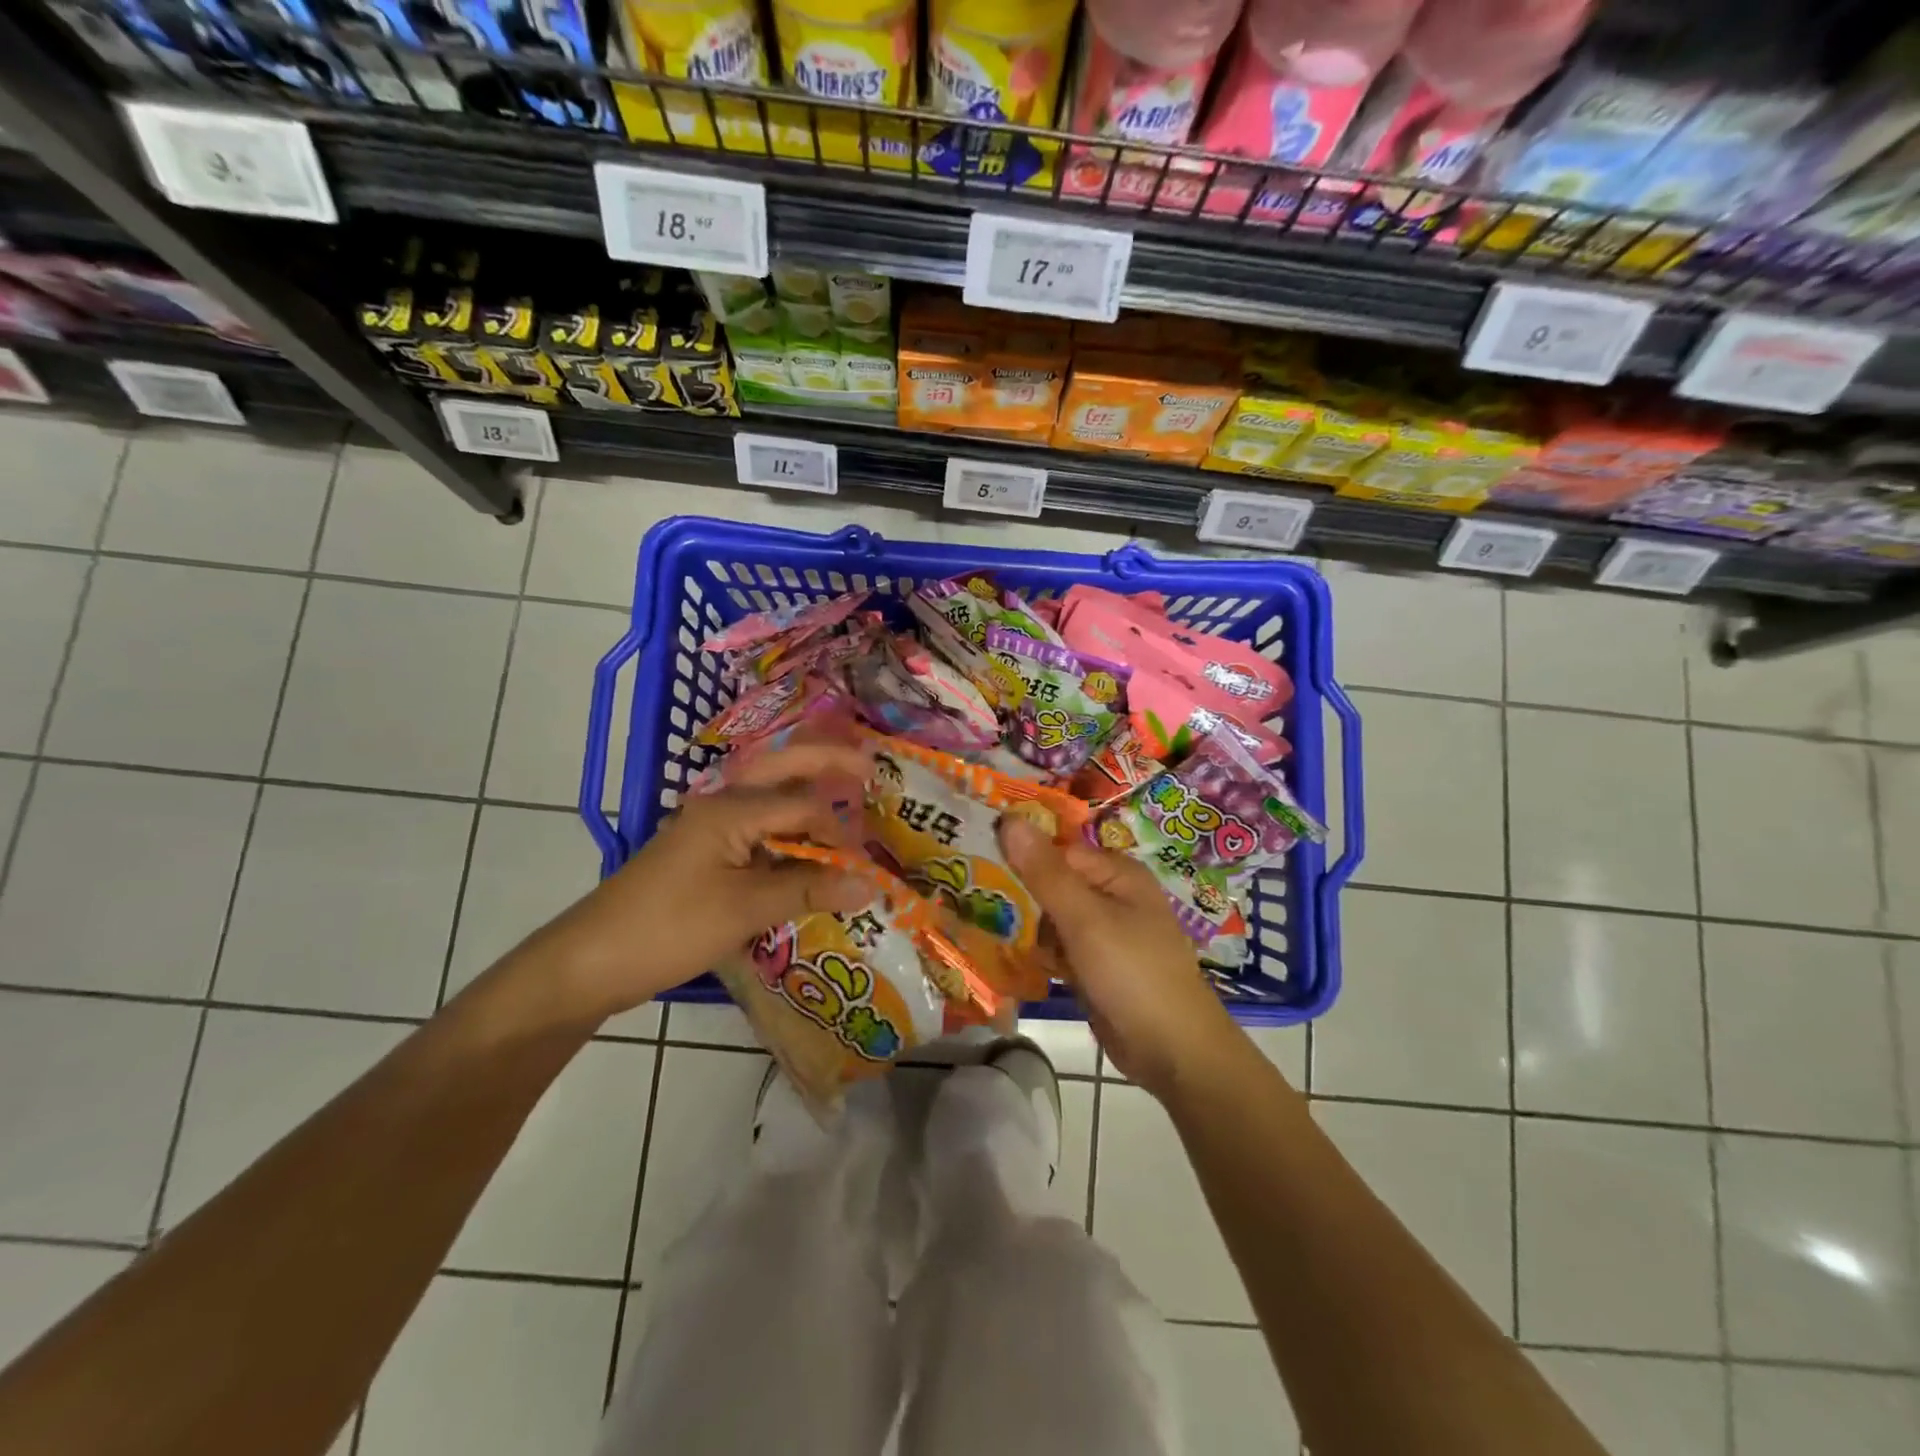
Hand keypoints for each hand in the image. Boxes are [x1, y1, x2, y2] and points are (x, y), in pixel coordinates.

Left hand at [533, 744, 872, 1024]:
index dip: (839, 833)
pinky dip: (786, 836)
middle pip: (782, 770)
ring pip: (769, 800)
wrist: (592, 961)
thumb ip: (807, 890)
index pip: (803, 806)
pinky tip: (805, 853)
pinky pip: (757, 833)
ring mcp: (711, 830)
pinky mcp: (705, 855)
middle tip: (868, 765)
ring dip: (806, 797)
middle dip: (825, 763)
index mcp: (730, 809)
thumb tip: (870, 884)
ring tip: (846, 796)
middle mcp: (722, 806)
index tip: (865, 865)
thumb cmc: (669, 928)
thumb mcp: (744, 910)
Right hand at [1000, 817, 1242, 1100]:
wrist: (1172, 1052)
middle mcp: (1111, 896)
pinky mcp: (1093, 965)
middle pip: (1051, 882)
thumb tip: (1009, 819)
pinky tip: (1004, 955)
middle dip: (1016, 892)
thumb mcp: (1085, 918)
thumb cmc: (1132, 973)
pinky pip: (1057, 947)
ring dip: (1022, 925)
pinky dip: (1036, 952)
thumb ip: (1045, 872)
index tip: (973, 860)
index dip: (1018, 854)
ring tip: (975, 925)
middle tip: (965, 896)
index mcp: (1116, 873)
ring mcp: (1102, 933)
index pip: (1056, 851)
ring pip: (1050, 917)